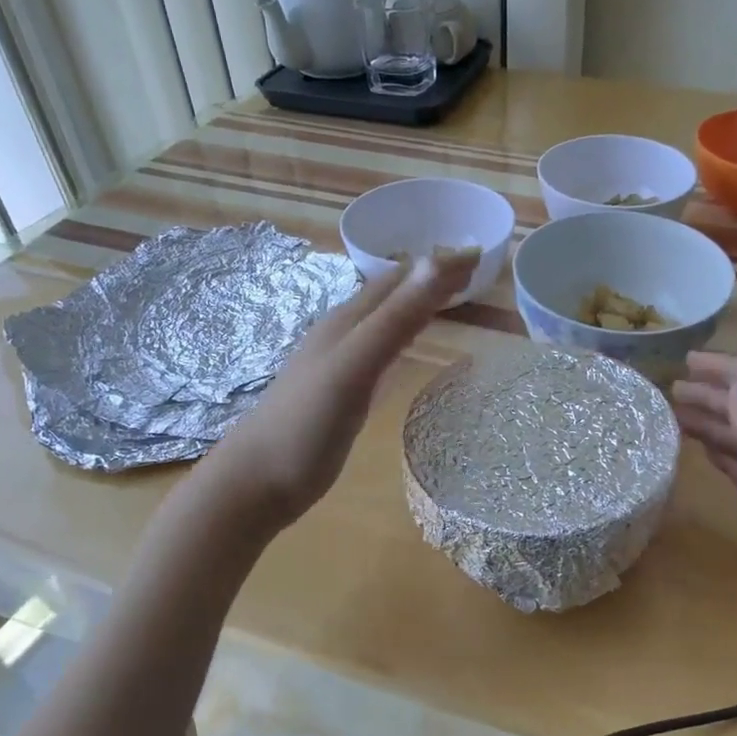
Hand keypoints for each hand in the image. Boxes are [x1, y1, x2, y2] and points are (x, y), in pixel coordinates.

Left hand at [195, 254, 471, 531]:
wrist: (258, 481)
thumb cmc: (307, 426)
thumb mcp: (355, 367)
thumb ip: (394, 319)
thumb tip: (434, 261)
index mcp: (346, 321)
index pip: (399, 279)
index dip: (437, 265)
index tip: (478, 254)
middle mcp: (341, 334)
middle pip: (390, 294)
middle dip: (429, 277)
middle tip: (472, 271)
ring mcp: (337, 364)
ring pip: (382, 320)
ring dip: (415, 304)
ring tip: (447, 298)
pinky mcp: (339, 392)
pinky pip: (377, 350)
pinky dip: (401, 336)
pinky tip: (404, 348)